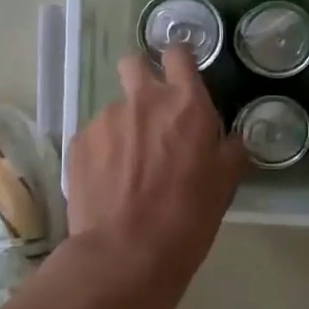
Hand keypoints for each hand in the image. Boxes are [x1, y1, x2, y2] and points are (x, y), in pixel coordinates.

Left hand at [65, 44, 246, 308]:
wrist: (125, 254)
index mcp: (186, 105)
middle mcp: (143, 101)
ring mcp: (105, 119)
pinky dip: (103, 152)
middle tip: (151, 113)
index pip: (179, 54)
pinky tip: (109, 183)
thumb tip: (230, 138)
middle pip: (134, 63)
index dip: (180, 62)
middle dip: (142, 76)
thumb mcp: (225, 184)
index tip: (181, 79)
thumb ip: (229, 150)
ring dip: (124, 126)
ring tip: (129, 167)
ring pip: (115, 108)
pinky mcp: (78, 143)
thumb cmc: (187, 219)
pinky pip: (95, 136)